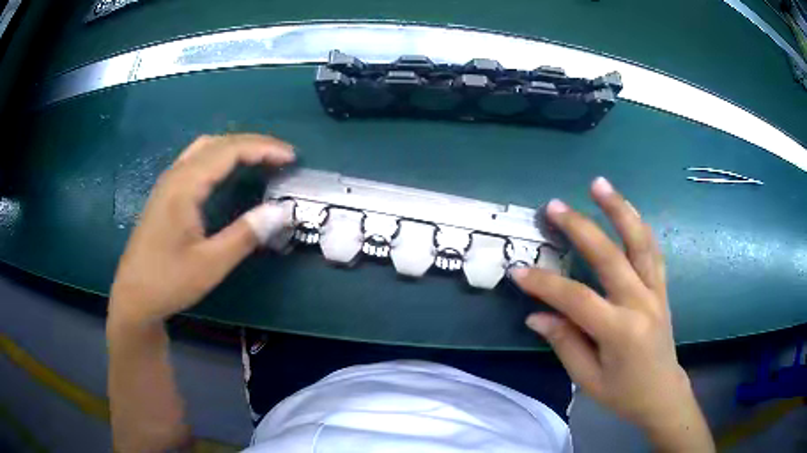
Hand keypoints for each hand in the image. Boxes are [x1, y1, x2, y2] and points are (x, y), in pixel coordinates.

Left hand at [108, 134, 293, 326]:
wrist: (134, 296)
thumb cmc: (169, 281)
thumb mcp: (210, 264)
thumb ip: (245, 234)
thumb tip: (282, 211)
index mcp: (185, 186)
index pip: (229, 151)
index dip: (264, 149)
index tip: (292, 158)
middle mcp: (176, 175)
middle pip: (219, 142)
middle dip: (254, 144)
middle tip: (282, 157)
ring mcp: (168, 182)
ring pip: (206, 147)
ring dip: (236, 147)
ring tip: (261, 160)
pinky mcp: (166, 192)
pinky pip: (197, 159)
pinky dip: (220, 156)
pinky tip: (228, 171)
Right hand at [513, 177, 712, 450]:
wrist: (662, 393)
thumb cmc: (623, 393)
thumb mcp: (588, 378)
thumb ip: (565, 343)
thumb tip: (536, 315)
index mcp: (620, 331)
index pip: (576, 299)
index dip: (545, 284)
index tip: (518, 270)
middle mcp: (641, 303)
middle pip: (610, 256)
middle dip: (580, 228)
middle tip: (554, 206)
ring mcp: (655, 291)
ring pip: (639, 241)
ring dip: (619, 209)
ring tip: (599, 184)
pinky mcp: (662, 287)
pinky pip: (652, 250)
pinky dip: (638, 226)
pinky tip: (627, 210)